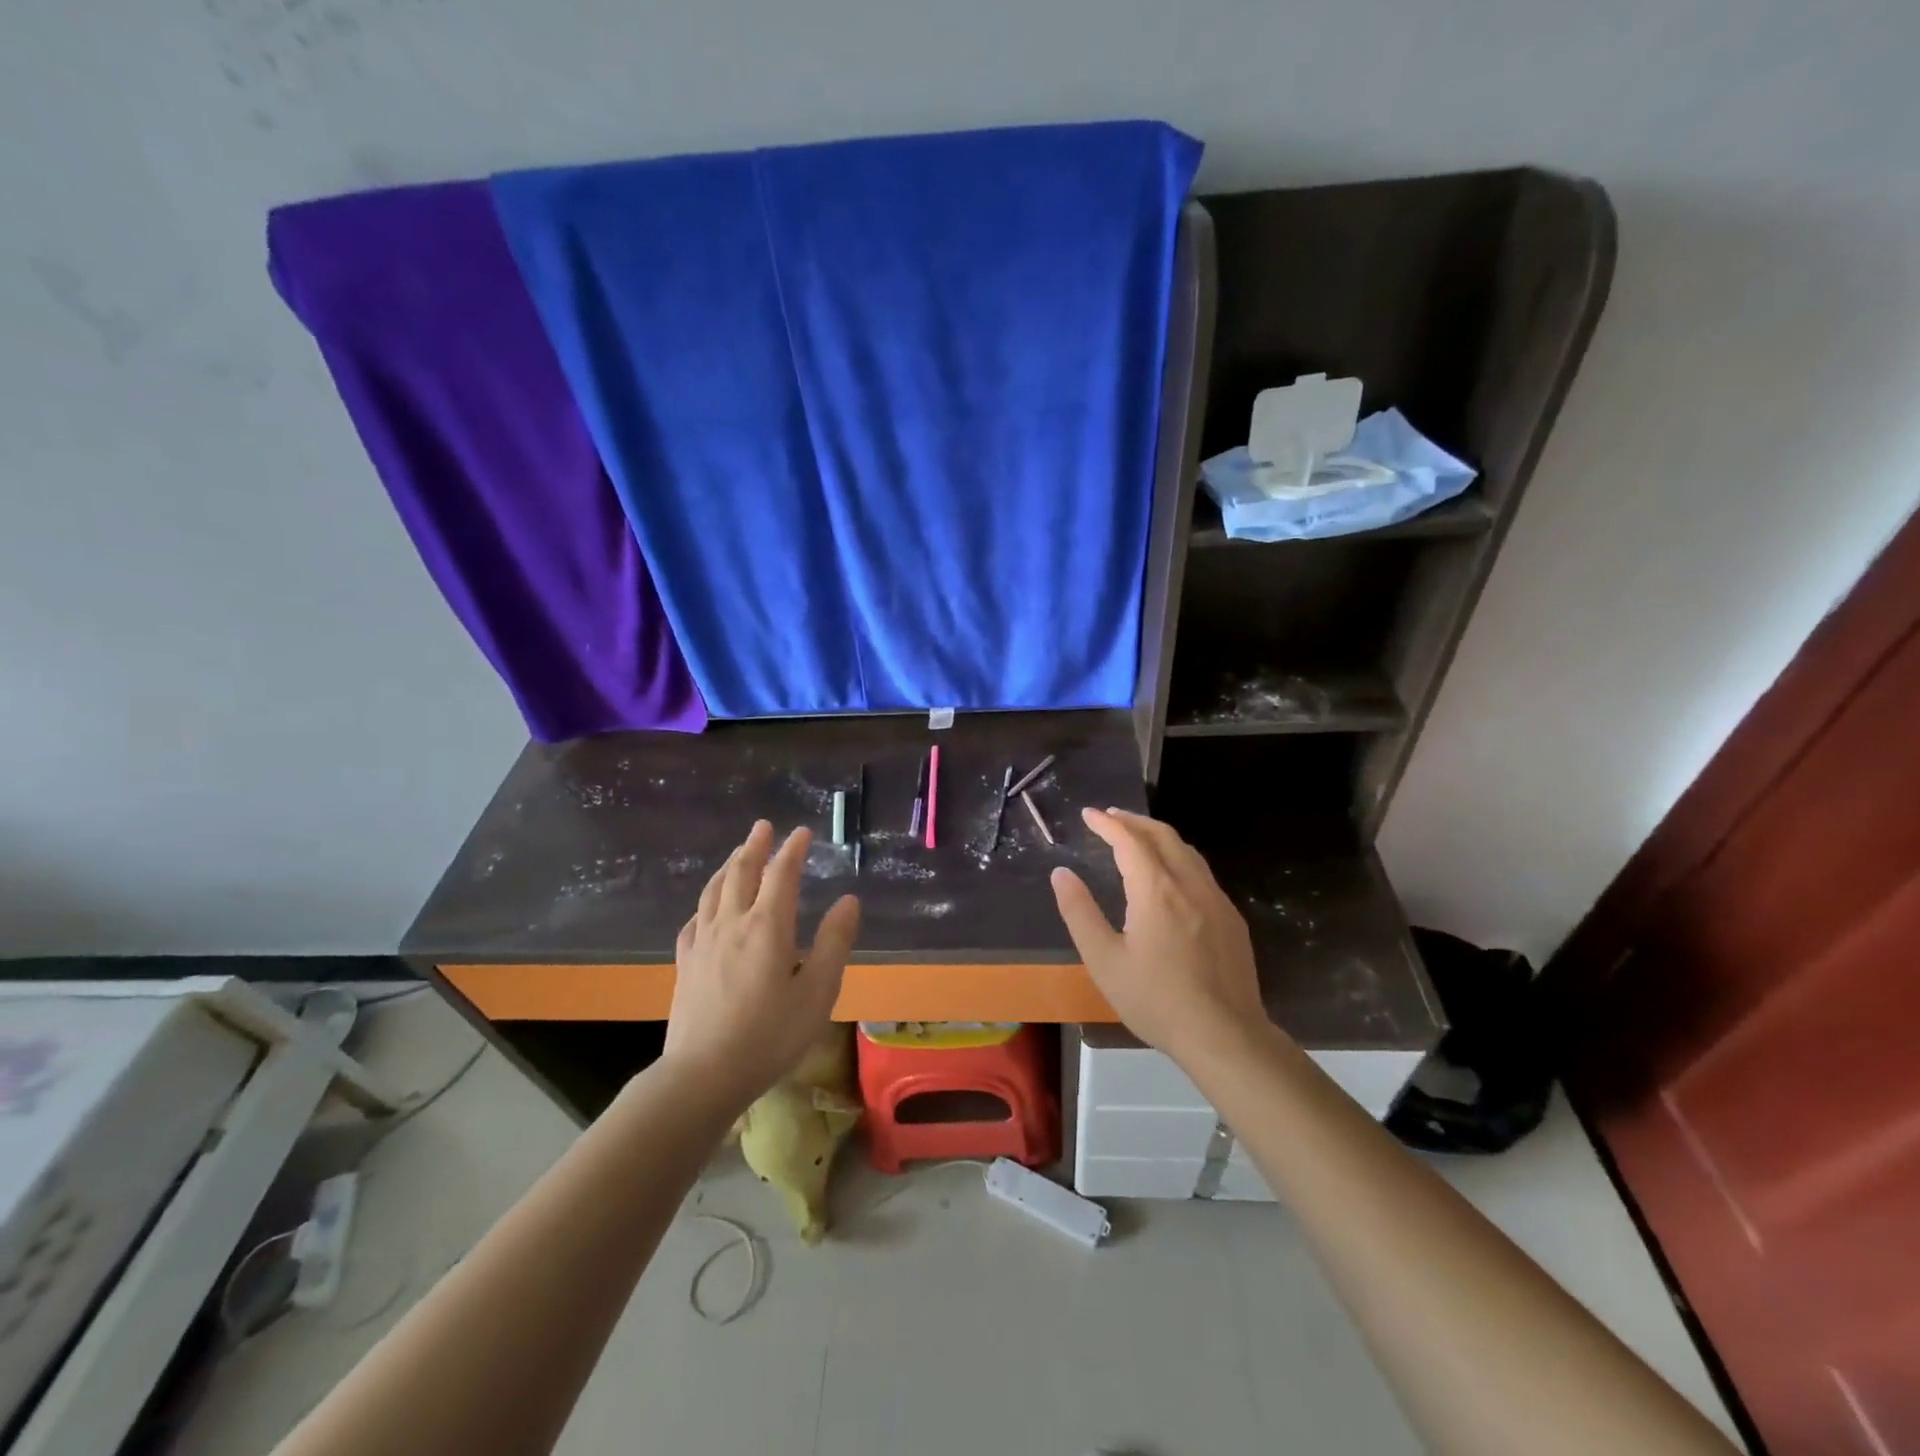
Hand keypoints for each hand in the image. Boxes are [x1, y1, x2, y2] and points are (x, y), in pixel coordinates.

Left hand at [665, 821, 860, 1107]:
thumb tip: (848, 900)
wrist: (703, 1075)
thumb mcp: (818, 992)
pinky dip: (706, 902)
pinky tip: (708, 908)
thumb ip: (834, 942)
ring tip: (738, 854)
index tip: (802, 832)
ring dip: (729, 865)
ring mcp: (703, 942)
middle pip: (741, 872)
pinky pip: (695, 919)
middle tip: (763, 826)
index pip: (781, 874)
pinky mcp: (686, 963)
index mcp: (768, 927)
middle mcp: (733, 923)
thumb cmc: (770, 1035)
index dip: (793, 850)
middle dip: (755, 846)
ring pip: (714, 890)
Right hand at [1050, 808, 1268, 1065]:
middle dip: (1134, 821)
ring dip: (1159, 836)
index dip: (1107, 824)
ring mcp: (1216, 900)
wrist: (1225, 1036)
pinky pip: (1202, 873)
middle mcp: (1189, 885)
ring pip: (1187, 851)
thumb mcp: (1104, 960)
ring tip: (1137, 838)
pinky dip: (1178, 858)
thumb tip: (1061, 874)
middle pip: (1162, 836)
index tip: (1088, 814)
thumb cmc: (1156, 1000)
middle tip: (1111, 817)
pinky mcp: (1232, 919)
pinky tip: (1171, 876)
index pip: (1129, 841)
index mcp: (1156, 891)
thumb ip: (1080, 912)